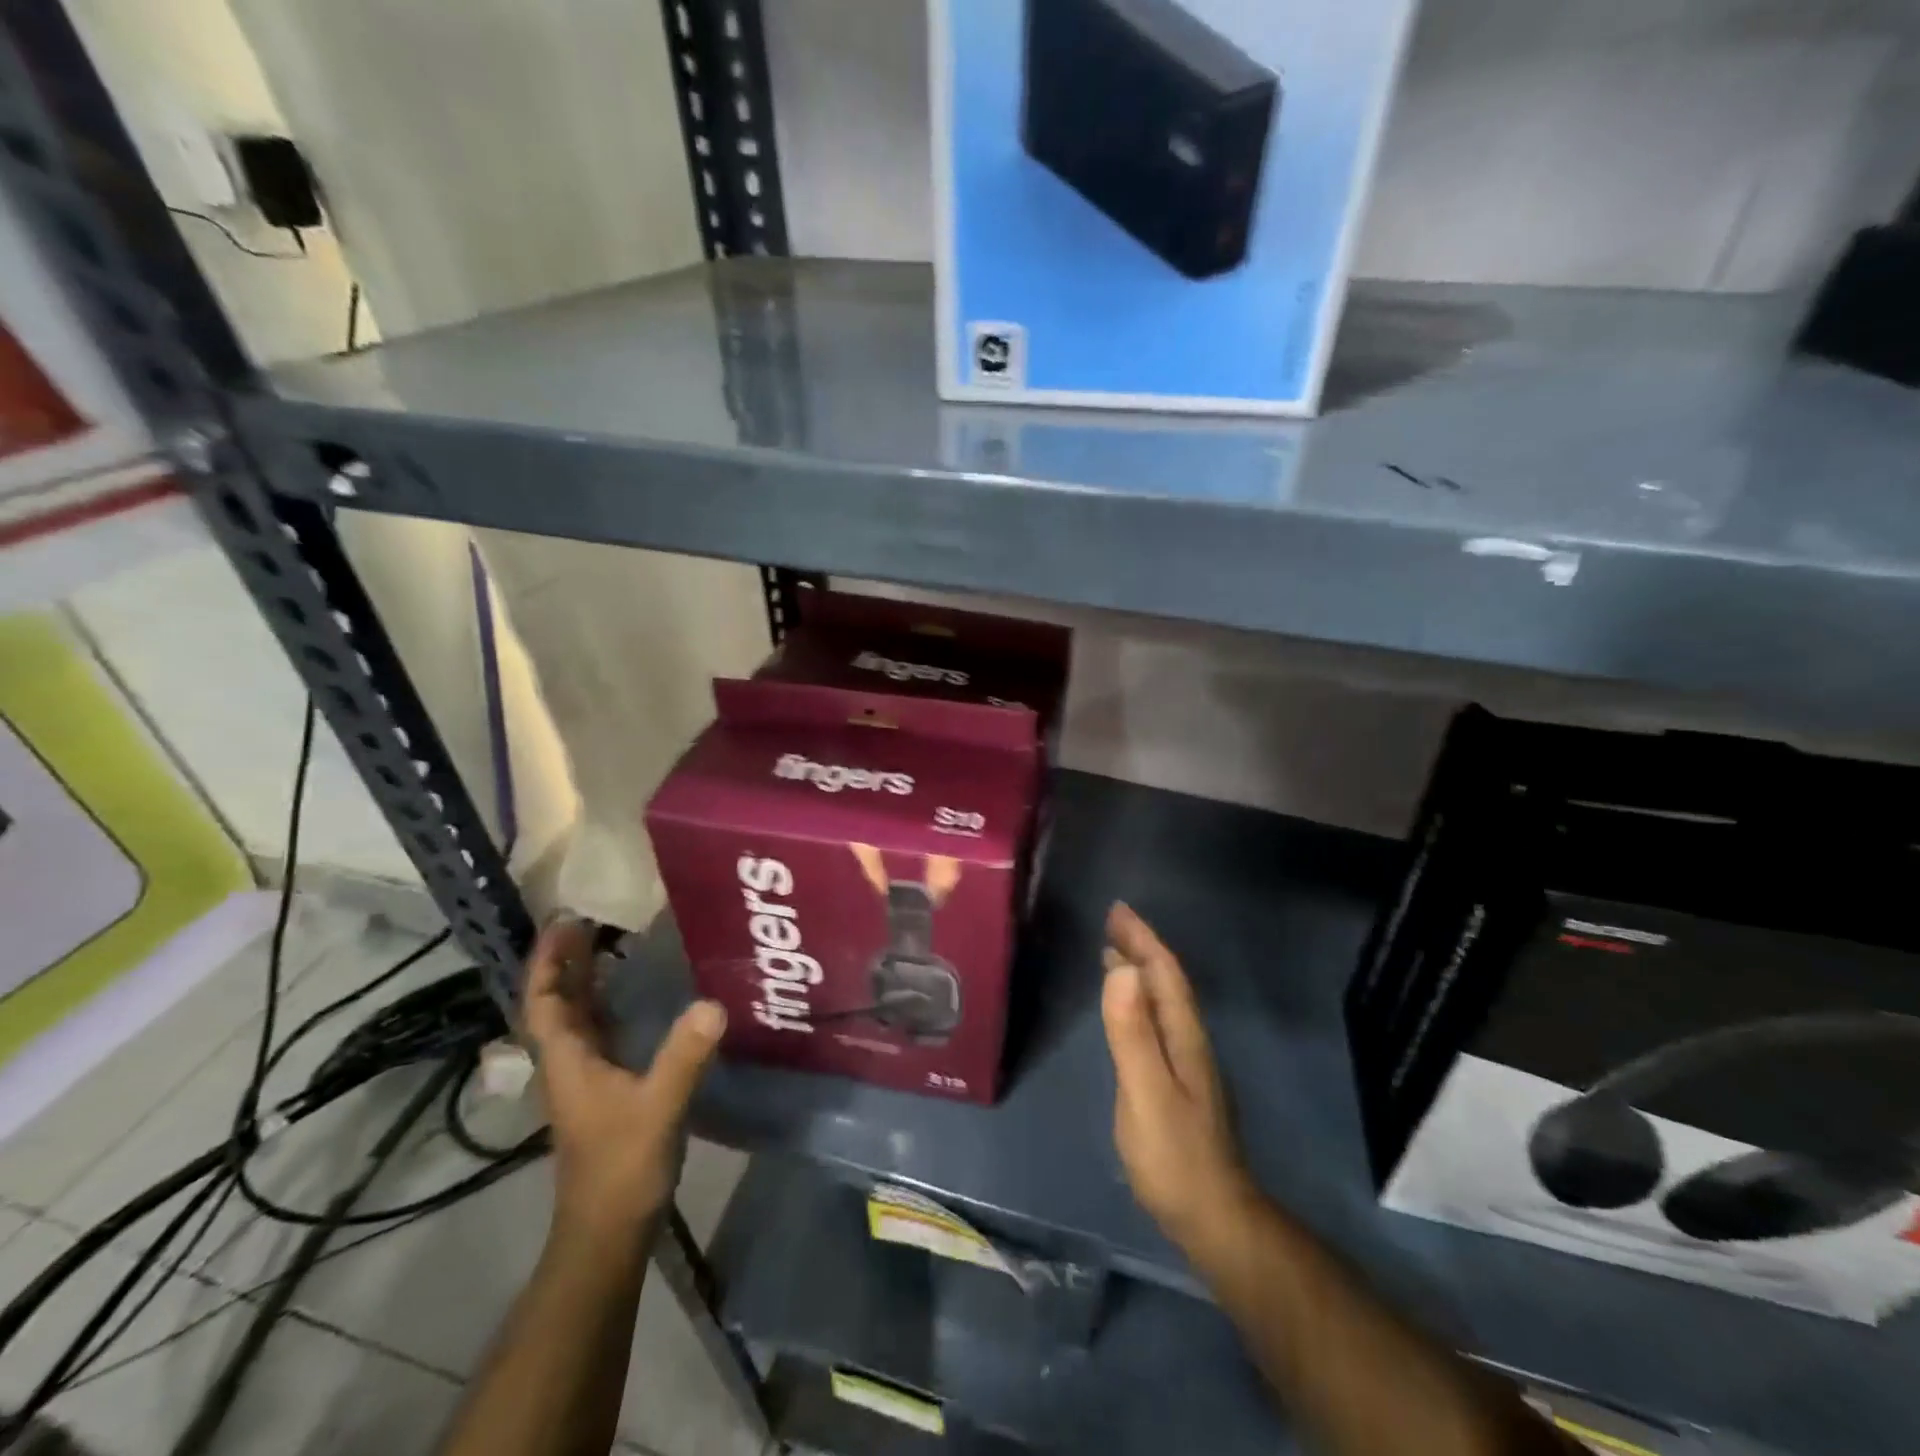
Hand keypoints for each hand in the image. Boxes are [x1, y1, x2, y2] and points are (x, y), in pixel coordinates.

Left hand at [522, 919, 726, 1239]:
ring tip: (612, 945)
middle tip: (590, 921)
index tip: (563, 922)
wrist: (608, 1232)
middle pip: (558, 1005)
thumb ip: (683, 1056)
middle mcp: (570, 1065)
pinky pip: (601, 1035)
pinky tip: (636, 997)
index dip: (548, 962)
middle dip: (567, 962)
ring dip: (586, 982)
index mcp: (568, 1062)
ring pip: (578, 1020)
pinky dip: (609, 1007)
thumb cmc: (621, 1168)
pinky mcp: (606, 1093)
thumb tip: (713, 1003)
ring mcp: (586, 1081)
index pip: (544, 1002)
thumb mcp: (657, 1107)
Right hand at [1101, 903, 1255, 1250]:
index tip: (1118, 909)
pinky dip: (1140, 1000)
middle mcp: (1189, 1041)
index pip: (1164, 974)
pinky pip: (1156, 1022)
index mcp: (1183, 1035)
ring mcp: (1186, 1063)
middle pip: (1166, 982)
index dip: (1142, 939)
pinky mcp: (1178, 1083)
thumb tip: (1121, 968)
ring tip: (1115, 952)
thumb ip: (1132, 1032)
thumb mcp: (1146, 1091)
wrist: (1212, 1217)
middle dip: (1141, 947)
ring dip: (1140, 971)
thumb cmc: (1173, 1154)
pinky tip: (1128, 1010)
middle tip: (1113, 921)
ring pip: (1163, 1002)